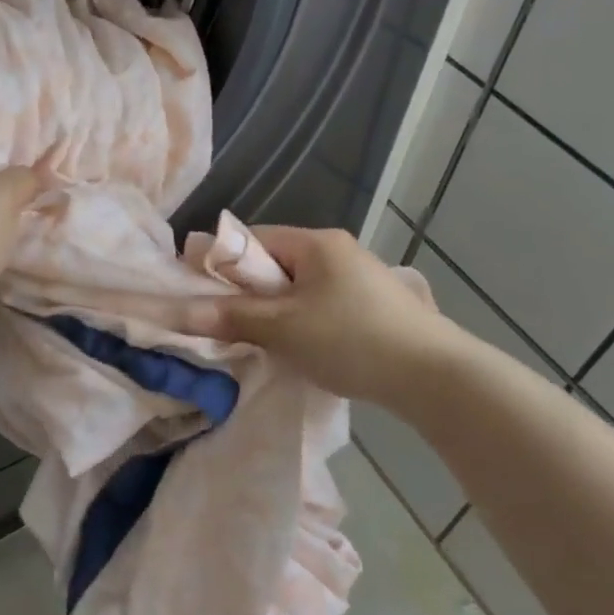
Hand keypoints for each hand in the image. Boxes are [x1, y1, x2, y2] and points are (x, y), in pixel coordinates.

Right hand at [173, 226, 450, 405]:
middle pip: (275, 264)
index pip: (253, 239)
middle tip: (231, 326)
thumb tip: (178, 311)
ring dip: (277, 312)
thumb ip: (230, 317)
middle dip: (250, 294)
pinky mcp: (375, 307)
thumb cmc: (351, 339)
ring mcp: (360, 278)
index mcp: (316, 242)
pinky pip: (321, 306)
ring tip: (265, 343)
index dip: (222, 263)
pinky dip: (303, 324)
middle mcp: (338, 251)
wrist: (435, 376)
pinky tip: (303, 350)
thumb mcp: (283, 328)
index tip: (202, 295)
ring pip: (299, 289)